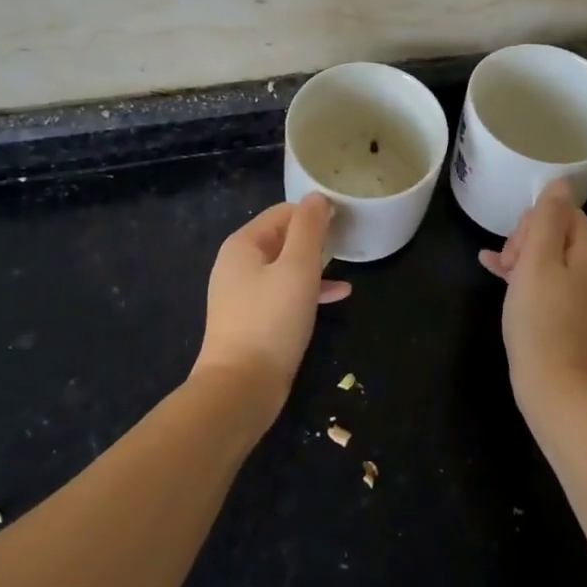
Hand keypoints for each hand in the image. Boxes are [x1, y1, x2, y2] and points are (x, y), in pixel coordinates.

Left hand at [194, 194, 350, 421]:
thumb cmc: (271, 320)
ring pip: (285, 267)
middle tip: (348, 242)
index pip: (283, 212)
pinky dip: (308, 290)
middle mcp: (237, 264)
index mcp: (243, 245)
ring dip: (315, 265)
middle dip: (315, 239)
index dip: (314, 214)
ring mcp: (243, 294)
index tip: (345, 222)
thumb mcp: (297, 268)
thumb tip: (317, 197)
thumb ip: (309, 229)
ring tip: (346, 266)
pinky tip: (338, 295)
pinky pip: (284, 293)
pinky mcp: (253, 320)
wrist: (241, 389)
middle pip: (282, 238)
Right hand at [479, 181, 586, 412]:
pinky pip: (545, 282)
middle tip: (508, 265)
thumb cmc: (542, 320)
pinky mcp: (569, 316)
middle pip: (556, 233)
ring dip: (520, 257)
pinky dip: (522, 276)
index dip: (534, 221)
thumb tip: (560, 182)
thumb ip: (547, 218)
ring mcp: (583, 295)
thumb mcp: (538, 261)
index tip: (515, 247)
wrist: (557, 389)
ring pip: (547, 258)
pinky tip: (496, 274)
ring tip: (497, 271)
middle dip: (526, 239)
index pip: (564, 213)